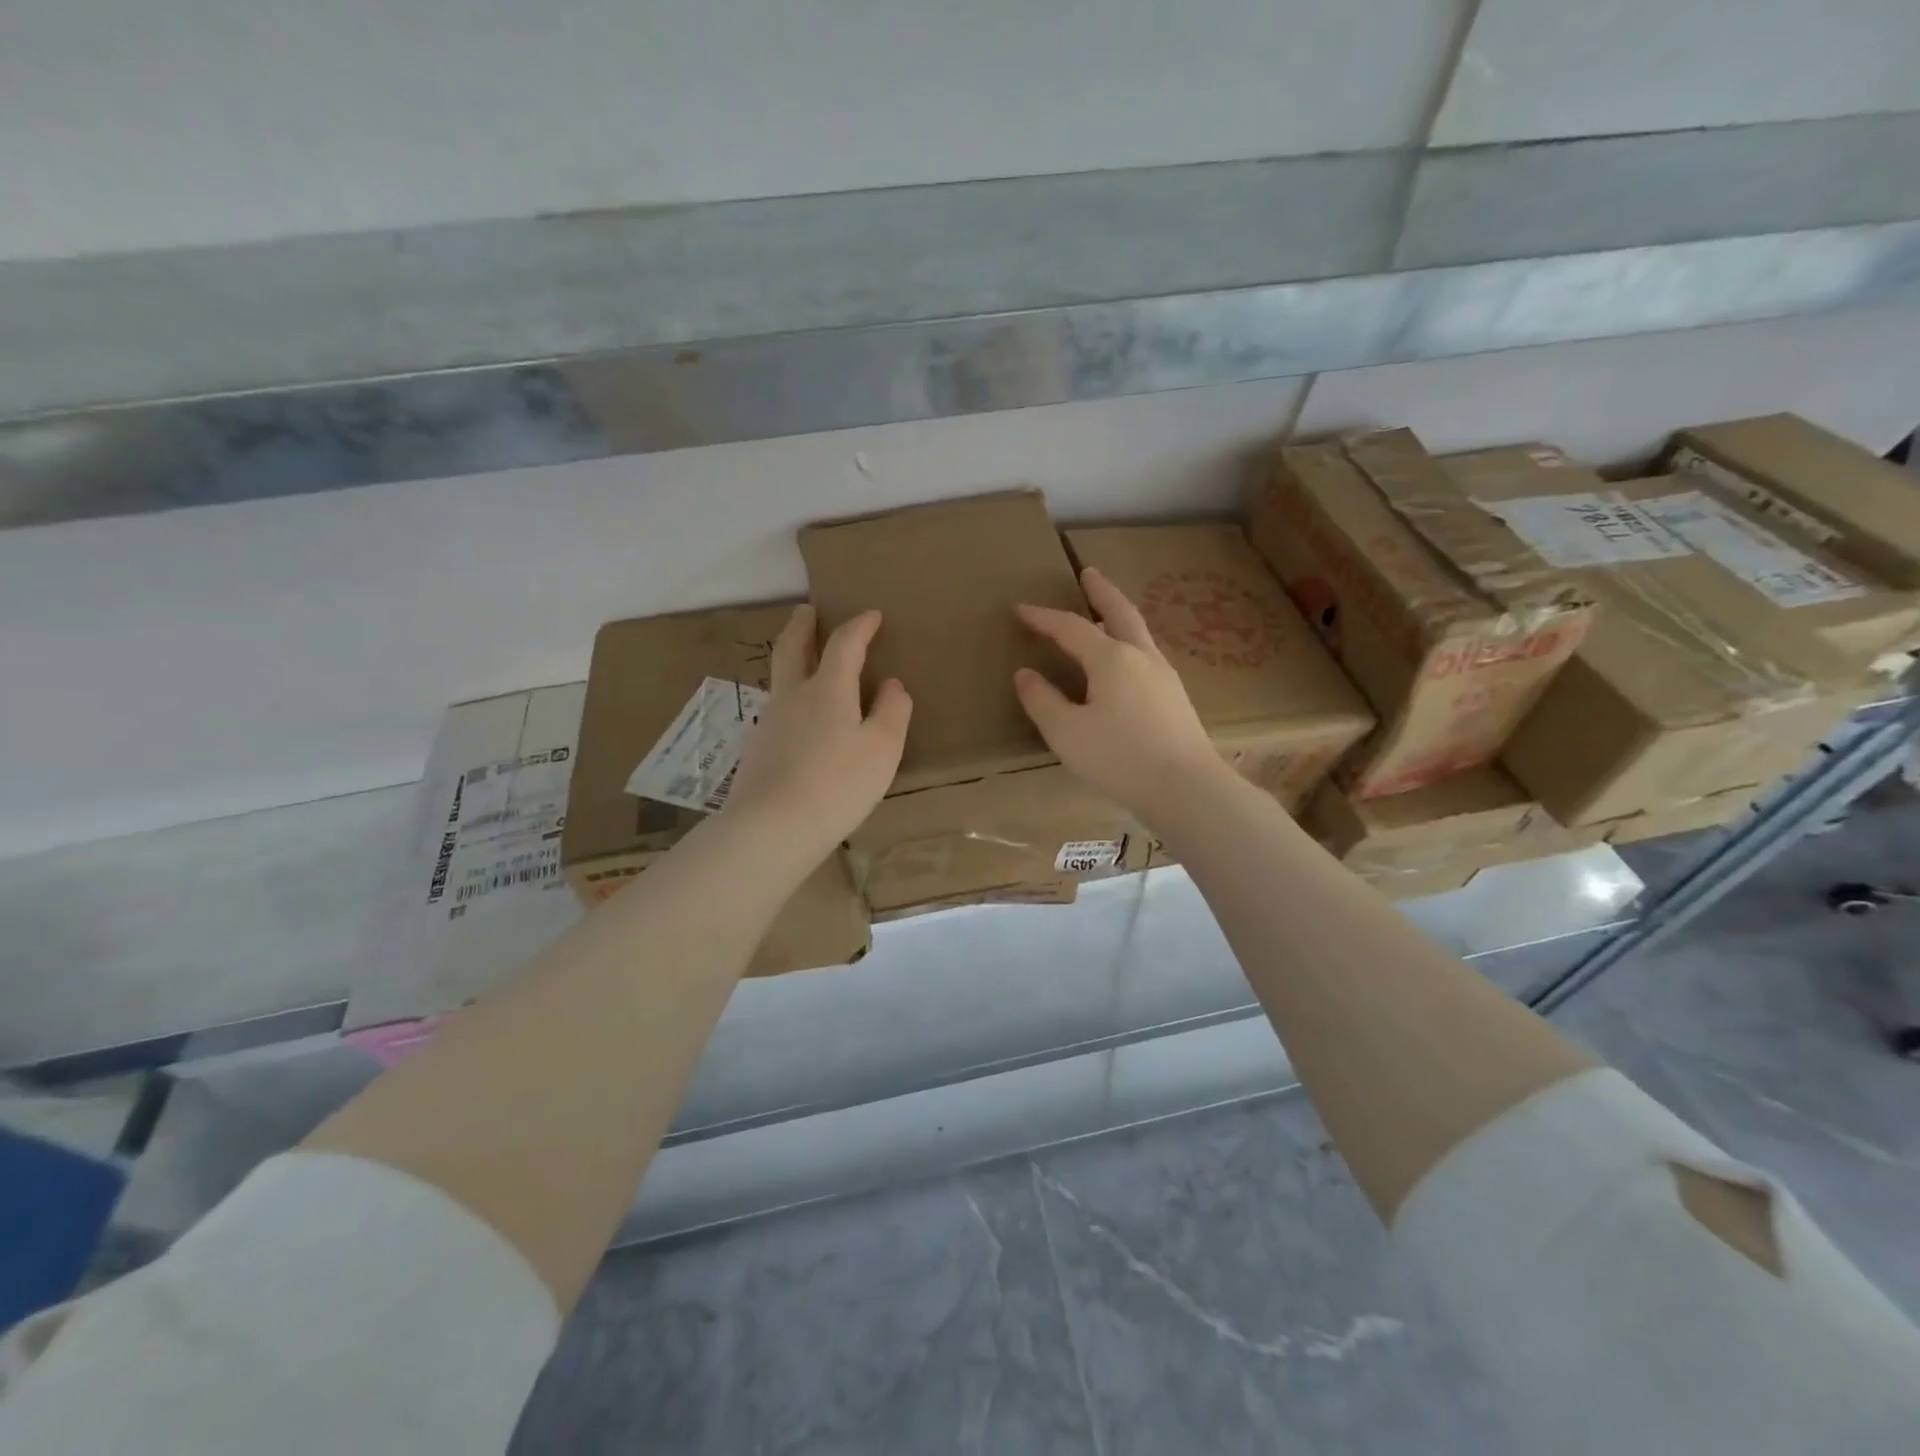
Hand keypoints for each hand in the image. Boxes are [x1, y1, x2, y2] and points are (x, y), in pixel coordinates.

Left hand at [721, 606, 911, 859]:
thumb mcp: (882, 748)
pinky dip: (792, 697)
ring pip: (780, 679)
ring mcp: (770, 722)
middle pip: (792, 648)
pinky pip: (779, 710)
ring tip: (806, 662)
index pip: (845, 644)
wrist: (773, 828)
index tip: (872, 615)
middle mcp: (792, 696)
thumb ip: (892, 712)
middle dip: (802, 626)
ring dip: (792, 659)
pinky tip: (801, 718)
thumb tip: (892, 685)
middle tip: (807, 611)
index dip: (860, 626)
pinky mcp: (758, 750)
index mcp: (827, 689)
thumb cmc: (838, 783)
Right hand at [1014, 567, 1224, 818]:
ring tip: (1104, 615)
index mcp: (1112, 659)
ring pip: (1138, 633)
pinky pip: (1146, 656)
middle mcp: (1142, 657)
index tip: (1021, 610)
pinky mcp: (1175, 698)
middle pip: (1120, 613)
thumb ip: (1042, 701)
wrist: (1186, 788)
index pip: (1071, 627)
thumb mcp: (1067, 733)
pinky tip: (1125, 663)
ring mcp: (1164, 676)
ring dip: (1118, 616)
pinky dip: (1129, 643)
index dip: (1044, 617)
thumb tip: (1025, 674)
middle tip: (1088, 573)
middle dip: (1101, 591)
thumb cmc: (1120, 758)